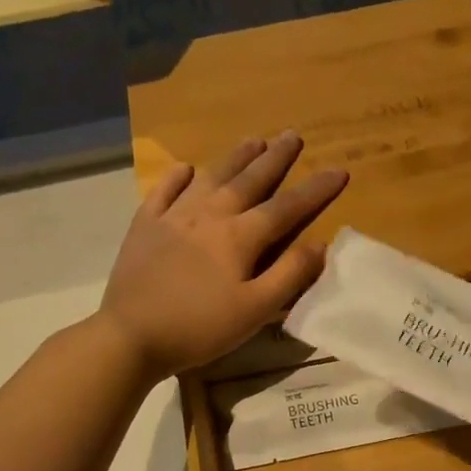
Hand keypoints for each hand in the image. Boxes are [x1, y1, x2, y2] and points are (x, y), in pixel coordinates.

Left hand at [98, 132, 347, 379]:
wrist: (130, 335)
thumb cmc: (200, 327)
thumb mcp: (255, 310)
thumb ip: (289, 275)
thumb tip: (320, 244)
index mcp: (240, 237)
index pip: (286, 207)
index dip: (315, 189)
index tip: (339, 170)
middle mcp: (209, 216)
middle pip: (249, 181)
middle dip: (275, 159)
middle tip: (292, 136)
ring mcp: (173, 217)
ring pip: (210, 178)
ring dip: (234, 158)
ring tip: (253, 139)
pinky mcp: (144, 227)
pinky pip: (163, 192)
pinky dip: (177, 177)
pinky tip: (185, 169)